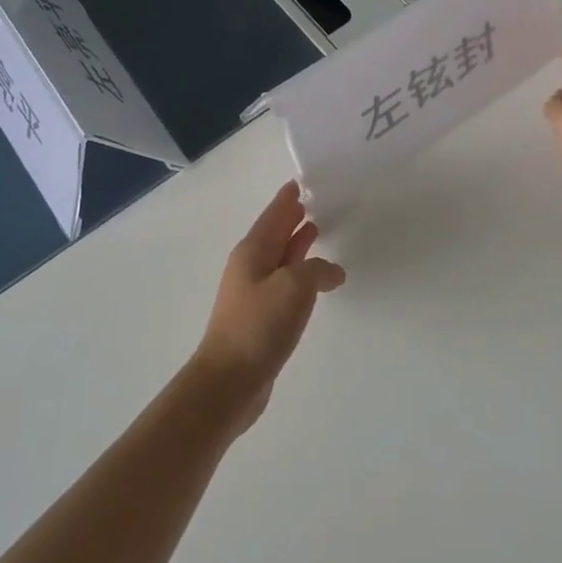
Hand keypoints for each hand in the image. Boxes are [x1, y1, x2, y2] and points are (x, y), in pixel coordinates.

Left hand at [192, 181, 345, 432]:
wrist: (230, 380)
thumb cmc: (259, 326)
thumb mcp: (294, 287)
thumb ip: (317, 269)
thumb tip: (331, 271)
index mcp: (252, 253)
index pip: (273, 216)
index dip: (287, 199)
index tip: (300, 182)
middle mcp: (250, 268)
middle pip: (275, 235)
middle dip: (293, 219)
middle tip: (315, 202)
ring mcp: (253, 294)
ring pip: (280, 259)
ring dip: (297, 245)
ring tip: (317, 231)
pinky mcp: (261, 318)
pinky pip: (284, 284)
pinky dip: (300, 274)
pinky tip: (316, 282)